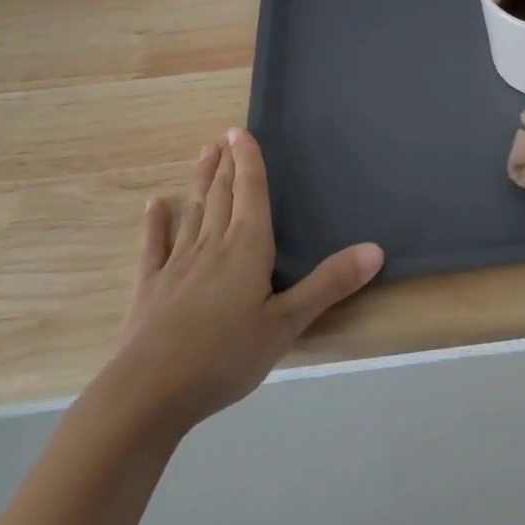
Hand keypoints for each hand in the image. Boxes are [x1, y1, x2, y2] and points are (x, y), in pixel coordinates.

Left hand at [100, 128, 383, 434]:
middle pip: (222, 196)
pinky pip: (154, 247)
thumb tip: (376, 249)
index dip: (248, 161)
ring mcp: (176, 265)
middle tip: (223, 137)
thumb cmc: (225, 356)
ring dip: (200, 183)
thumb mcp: (287, 324)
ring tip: (203, 155)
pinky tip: (155, 206)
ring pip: (193, 213)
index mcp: (247, 248)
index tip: (241, 131)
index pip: (251, 193)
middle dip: (226, 165)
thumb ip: (329, 284)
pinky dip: (156, 224)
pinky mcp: (149, 288)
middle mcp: (211, 246)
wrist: (149, 392)